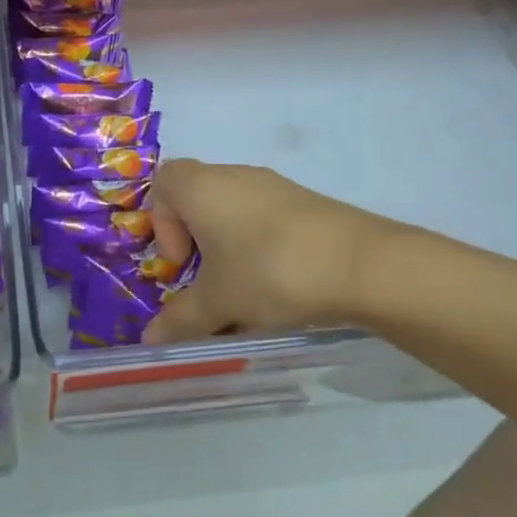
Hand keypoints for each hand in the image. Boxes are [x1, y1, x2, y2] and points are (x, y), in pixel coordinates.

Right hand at [143, 160, 406, 344]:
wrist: (364, 266)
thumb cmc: (270, 272)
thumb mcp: (218, 302)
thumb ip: (180, 320)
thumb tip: (151, 340)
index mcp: (201, 187)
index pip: (162, 183)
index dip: (160, 222)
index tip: (181, 262)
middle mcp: (234, 176)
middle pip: (198, 198)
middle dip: (195, 241)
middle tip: (207, 280)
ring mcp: (274, 186)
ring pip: (233, 211)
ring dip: (228, 247)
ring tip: (244, 290)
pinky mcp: (306, 202)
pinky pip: (266, 219)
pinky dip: (260, 247)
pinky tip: (279, 285)